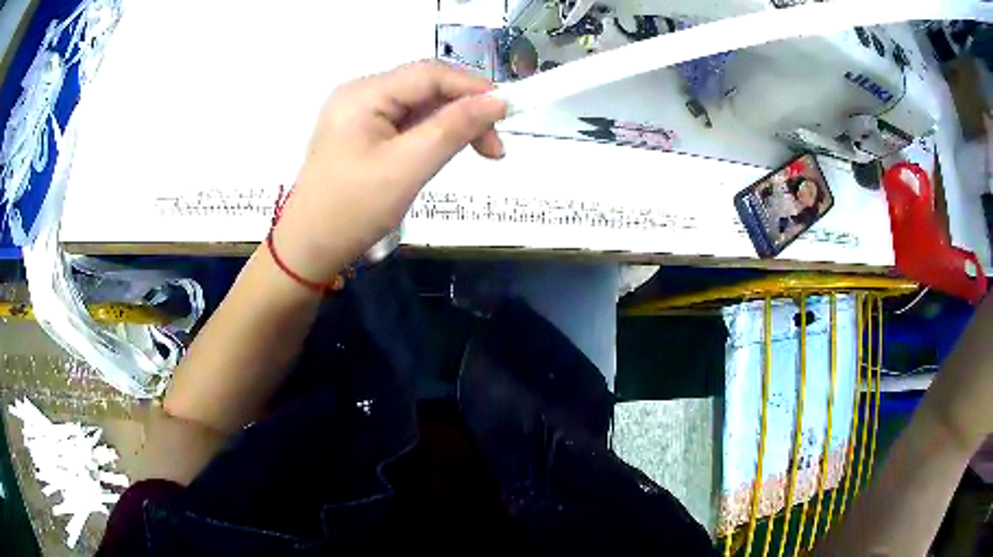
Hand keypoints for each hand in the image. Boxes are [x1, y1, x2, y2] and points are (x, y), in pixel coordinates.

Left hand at [272, 61, 506, 282]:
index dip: (473, 87)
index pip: (429, 73)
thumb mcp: (407, 168)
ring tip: (481, 153)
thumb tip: (498, 102)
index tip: (507, 113)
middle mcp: (360, 94)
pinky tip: (445, 152)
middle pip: (426, 87)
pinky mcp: (361, 133)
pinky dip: (432, 136)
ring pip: (419, 106)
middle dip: (465, 111)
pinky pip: (405, 123)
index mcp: (364, 94)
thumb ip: (454, 129)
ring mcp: (358, 113)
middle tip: (495, 148)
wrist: (308, 249)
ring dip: (452, 125)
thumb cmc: (352, 211)